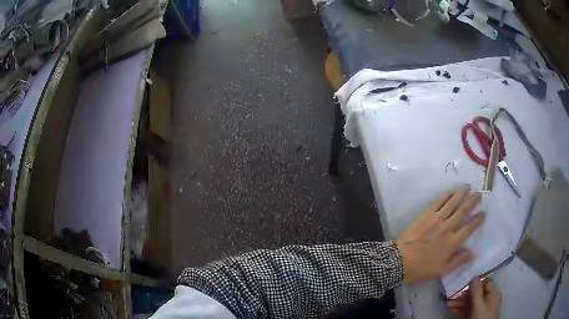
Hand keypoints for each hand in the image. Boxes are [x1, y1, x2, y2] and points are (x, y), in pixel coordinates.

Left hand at [396, 185, 484, 282]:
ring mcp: (436, 219)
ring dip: (461, 194)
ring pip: (452, 203)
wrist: (400, 261)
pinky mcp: (425, 215)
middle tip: (479, 194)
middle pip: (463, 211)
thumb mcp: (442, 271)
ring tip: (468, 187)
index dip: (477, 220)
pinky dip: (445, 196)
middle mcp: (447, 228)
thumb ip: (458, 261)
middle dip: (472, 201)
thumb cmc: (422, 269)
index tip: (483, 213)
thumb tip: (473, 253)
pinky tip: (450, 191)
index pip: (469, 228)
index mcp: (452, 242)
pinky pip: (437, 202)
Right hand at [447, 277, 501, 318]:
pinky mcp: (475, 317)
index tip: (463, 282)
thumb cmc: (481, 318)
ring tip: (448, 304)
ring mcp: (482, 309)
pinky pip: (468, 311)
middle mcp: (489, 300)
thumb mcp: (479, 305)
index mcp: (493, 294)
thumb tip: (475, 276)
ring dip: (459, 303)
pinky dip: (460, 310)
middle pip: (476, 293)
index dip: (475, 281)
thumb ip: (477, 291)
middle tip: (452, 296)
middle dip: (464, 295)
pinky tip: (451, 310)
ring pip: (470, 303)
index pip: (485, 282)